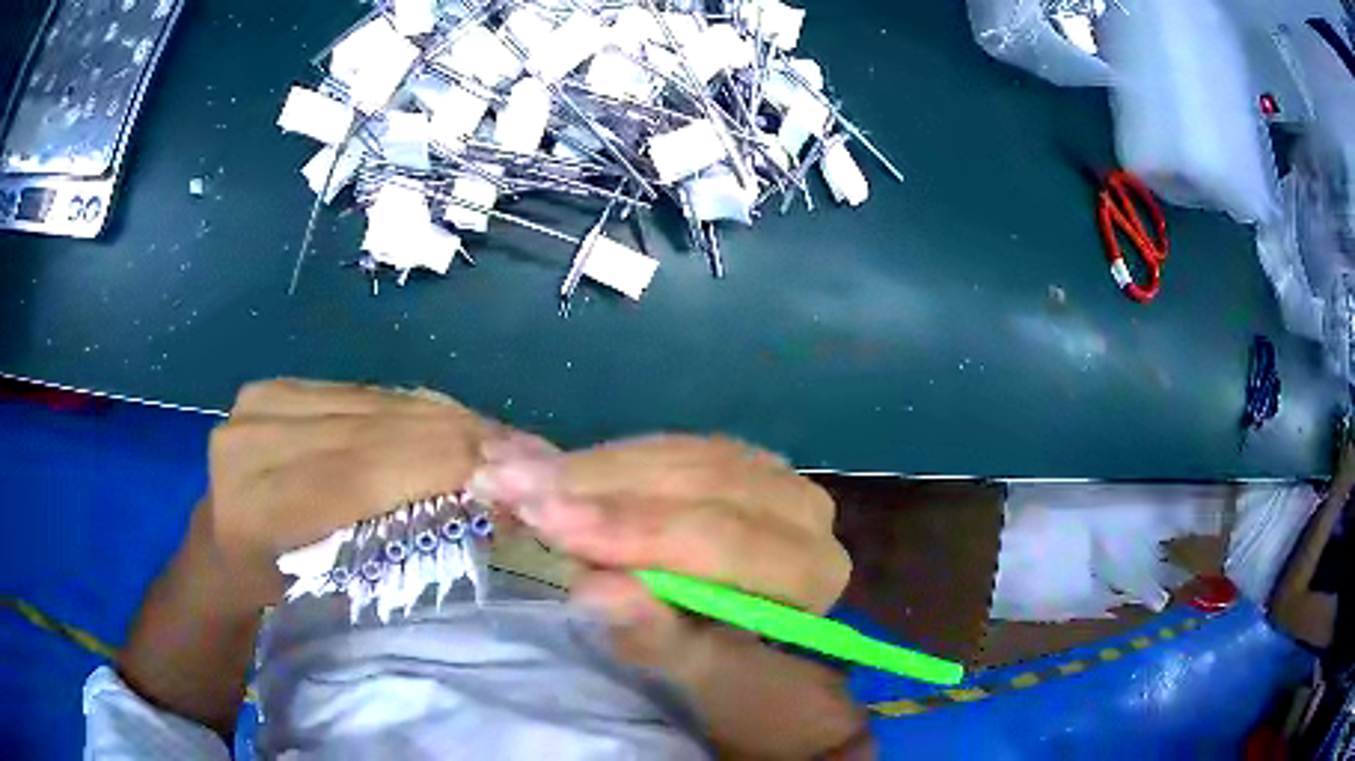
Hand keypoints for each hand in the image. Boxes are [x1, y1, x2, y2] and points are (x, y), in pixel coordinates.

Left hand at [201, 379, 503, 608]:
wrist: (220, 549)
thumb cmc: (280, 593)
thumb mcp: (334, 595)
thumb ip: (394, 545)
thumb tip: (486, 507)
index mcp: (256, 509)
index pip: (357, 472)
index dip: (436, 464)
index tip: (511, 469)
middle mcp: (251, 440)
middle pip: (369, 429)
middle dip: (454, 437)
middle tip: (524, 451)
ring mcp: (260, 402)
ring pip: (372, 402)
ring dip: (443, 418)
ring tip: (497, 438)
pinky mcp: (276, 385)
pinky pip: (361, 392)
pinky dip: (412, 408)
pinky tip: (450, 422)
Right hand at [471, 435, 870, 758]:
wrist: (758, 647)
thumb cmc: (734, 676)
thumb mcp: (693, 676)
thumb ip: (656, 637)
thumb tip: (596, 590)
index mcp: (808, 571)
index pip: (720, 538)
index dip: (629, 529)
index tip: (546, 520)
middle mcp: (803, 510)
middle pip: (698, 482)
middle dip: (598, 487)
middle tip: (511, 485)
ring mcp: (772, 475)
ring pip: (676, 454)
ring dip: (591, 466)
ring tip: (515, 473)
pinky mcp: (737, 460)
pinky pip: (668, 446)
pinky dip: (606, 459)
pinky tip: (553, 466)